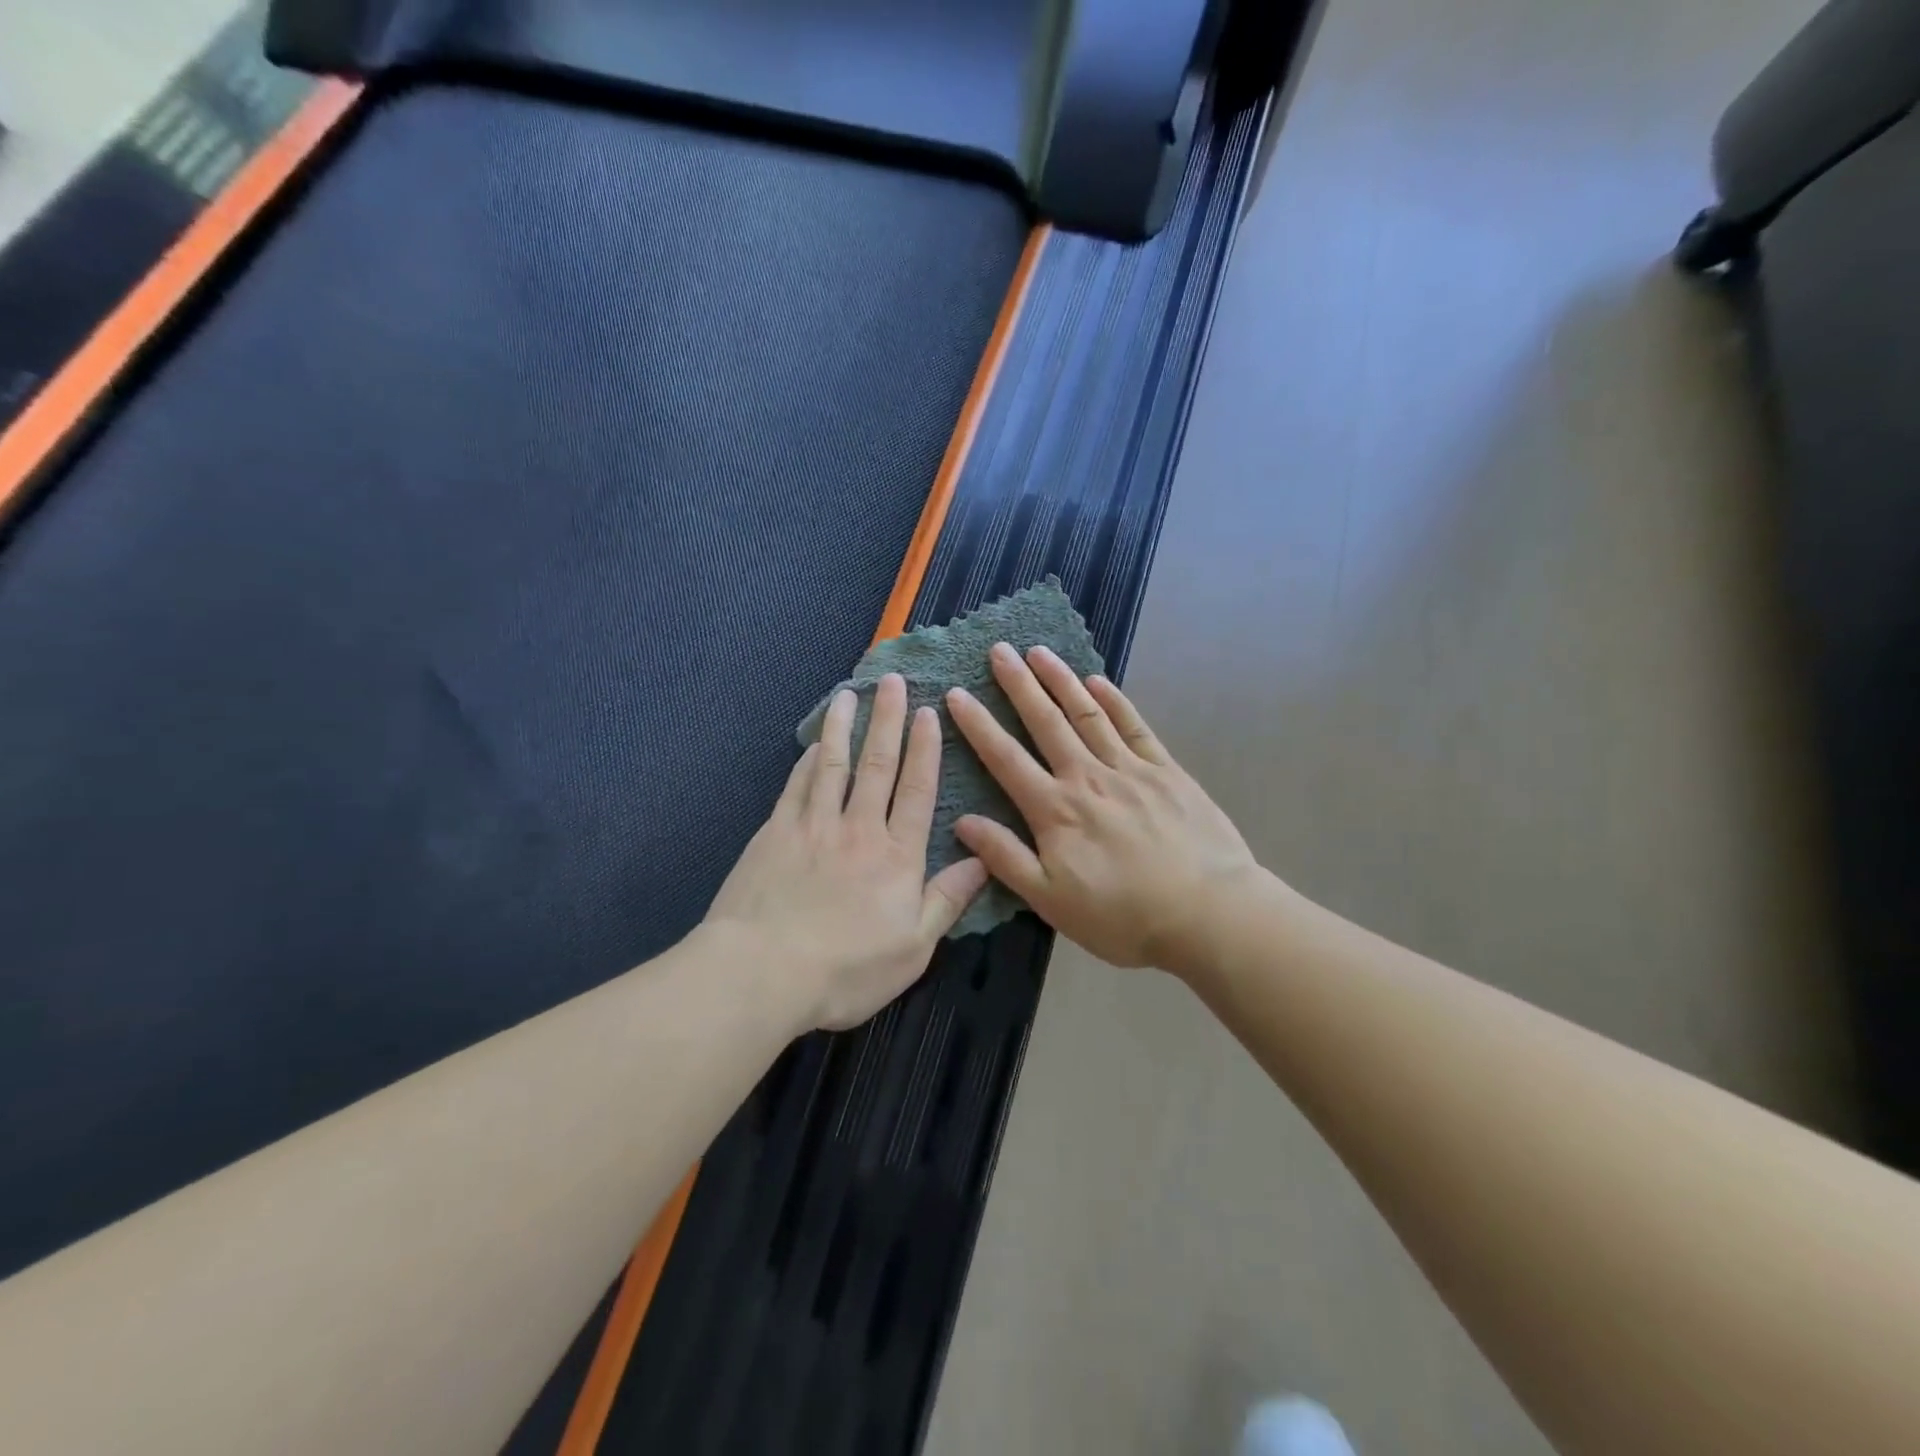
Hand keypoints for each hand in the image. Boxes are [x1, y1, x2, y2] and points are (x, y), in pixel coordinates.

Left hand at [705, 673, 989, 1032]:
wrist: (763, 972)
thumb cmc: (847, 970)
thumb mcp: (914, 948)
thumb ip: (947, 900)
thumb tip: (982, 859)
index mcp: (897, 856)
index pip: (916, 791)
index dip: (925, 750)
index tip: (929, 713)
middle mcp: (858, 829)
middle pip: (878, 765)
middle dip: (888, 720)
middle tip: (893, 682)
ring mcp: (813, 826)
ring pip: (833, 765)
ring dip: (843, 726)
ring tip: (849, 693)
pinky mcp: (774, 833)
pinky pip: (796, 786)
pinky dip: (807, 761)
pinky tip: (812, 745)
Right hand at [946, 644, 1260, 974]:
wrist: (1208, 913)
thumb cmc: (1123, 916)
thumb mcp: (1052, 900)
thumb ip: (1006, 858)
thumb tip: (964, 822)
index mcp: (1055, 810)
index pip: (1005, 758)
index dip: (978, 725)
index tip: (956, 693)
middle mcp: (1087, 778)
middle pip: (1046, 723)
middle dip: (1019, 684)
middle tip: (998, 650)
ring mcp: (1130, 769)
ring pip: (1087, 715)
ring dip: (1061, 680)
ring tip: (1039, 651)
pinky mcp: (1166, 771)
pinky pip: (1134, 727)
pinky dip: (1114, 701)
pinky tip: (1097, 681)